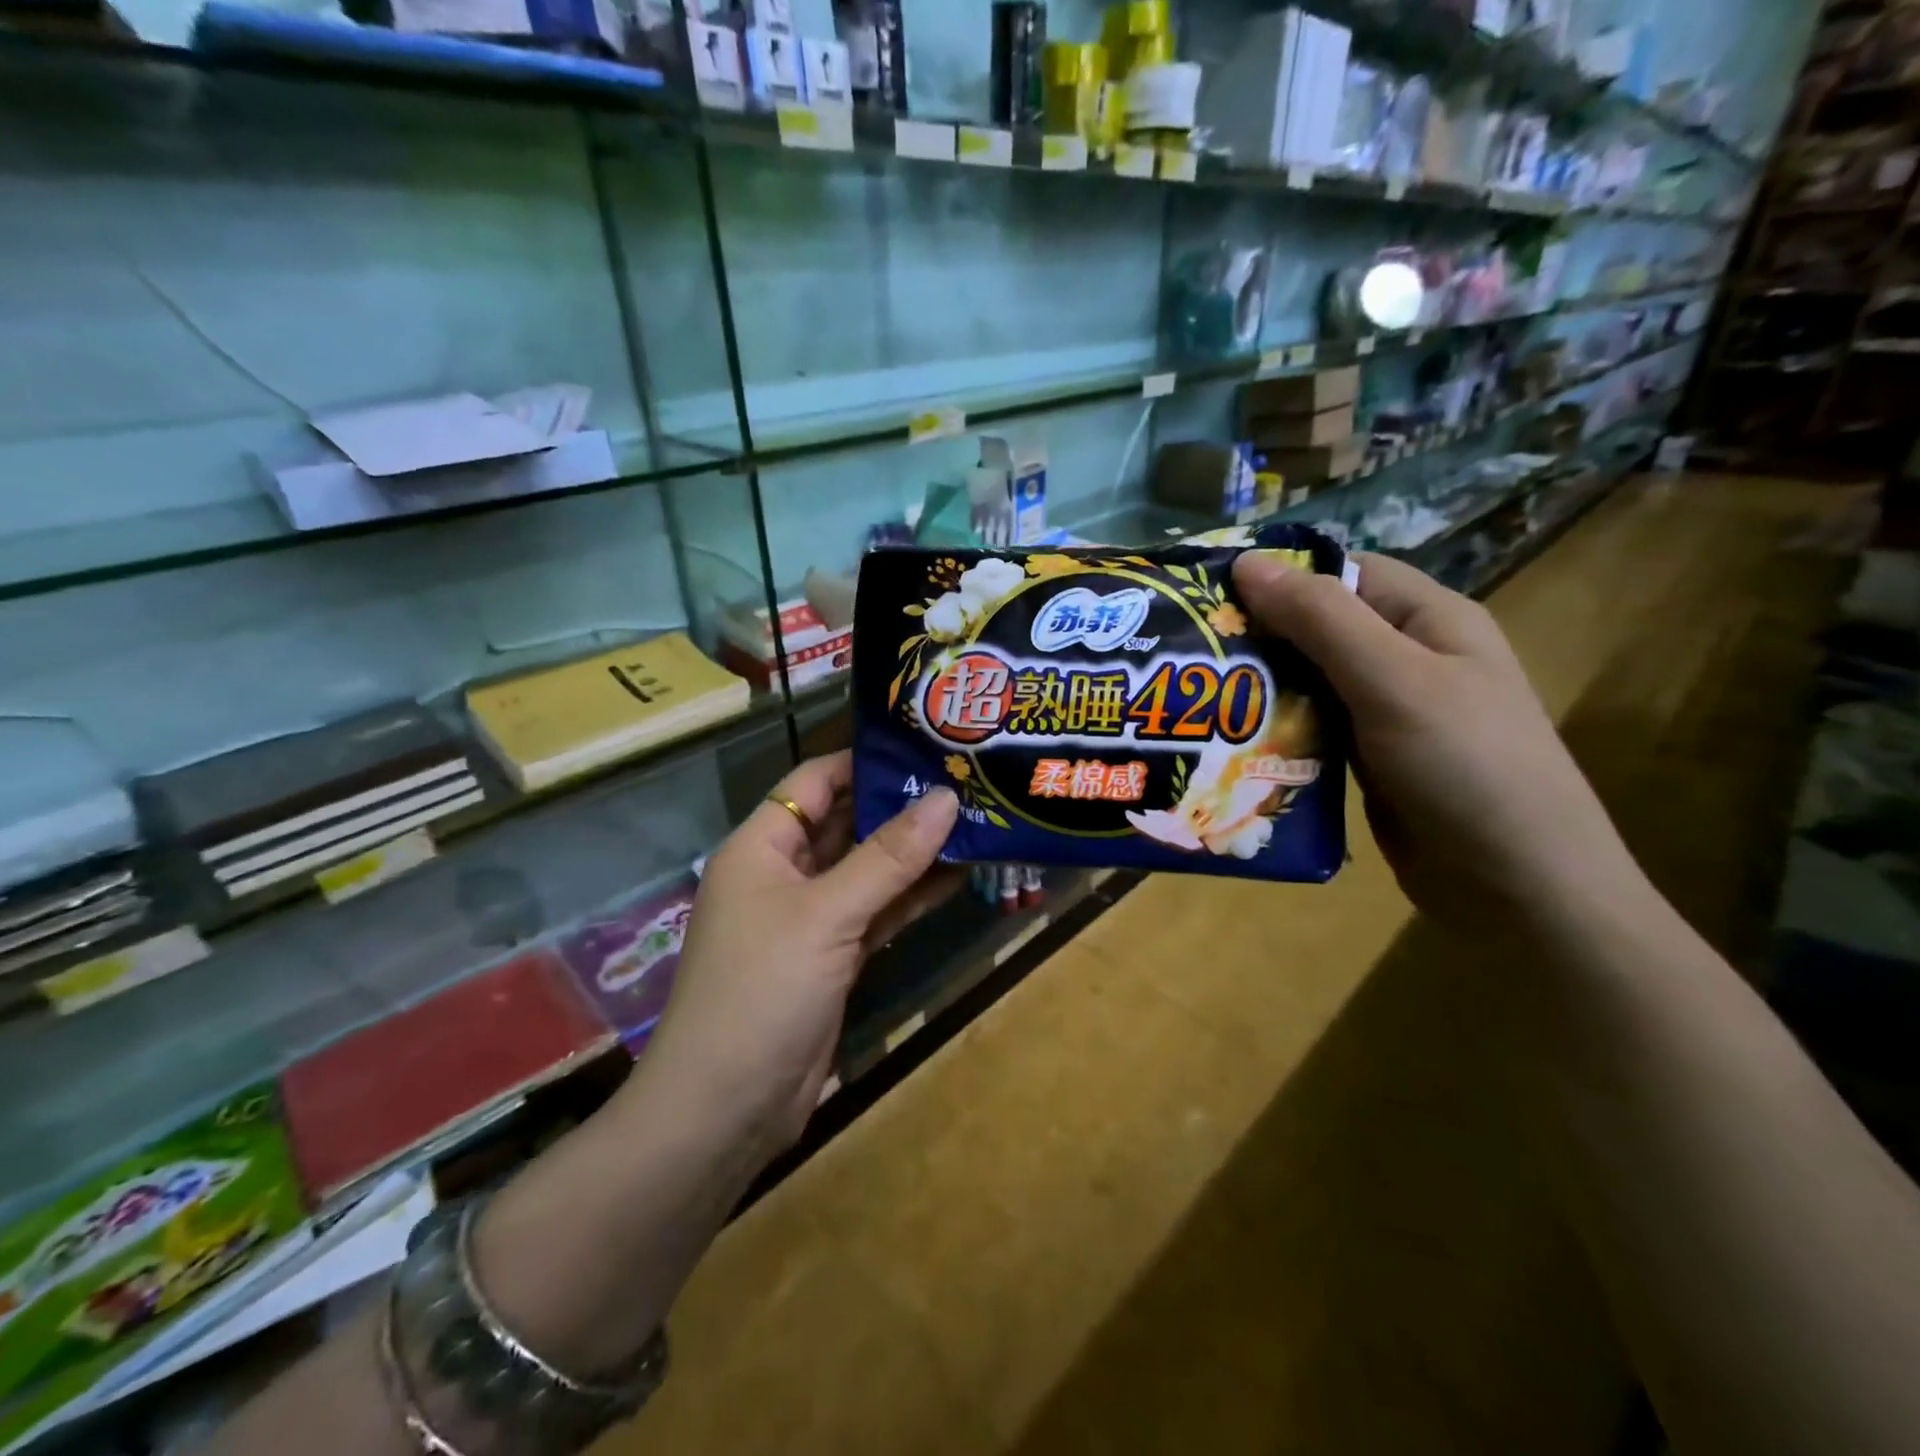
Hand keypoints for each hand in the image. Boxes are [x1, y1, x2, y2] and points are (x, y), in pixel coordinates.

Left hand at [633, 752, 961, 1159]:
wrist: (725, 1109)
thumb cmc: (762, 990)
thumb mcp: (827, 914)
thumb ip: (887, 857)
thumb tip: (946, 798)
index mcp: (762, 846)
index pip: (815, 781)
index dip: (864, 760)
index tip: (923, 746)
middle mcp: (784, 873)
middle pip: (846, 823)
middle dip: (899, 805)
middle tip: (964, 780)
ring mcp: (809, 918)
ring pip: (866, 870)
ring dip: (913, 853)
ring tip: (975, 821)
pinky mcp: (833, 957)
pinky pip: (876, 912)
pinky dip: (910, 896)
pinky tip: (957, 877)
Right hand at [1232, 551, 1646, 927]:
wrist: (1519, 889)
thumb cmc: (1466, 768)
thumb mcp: (1392, 681)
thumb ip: (1321, 620)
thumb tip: (1246, 563)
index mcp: (1428, 620)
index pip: (1342, 572)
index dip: (1278, 575)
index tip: (1207, 592)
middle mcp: (1408, 658)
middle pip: (1319, 628)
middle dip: (1258, 635)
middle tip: (1187, 650)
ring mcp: (1388, 713)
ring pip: (1310, 682)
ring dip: (1261, 687)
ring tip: (1195, 696)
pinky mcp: (1369, 761)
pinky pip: (1313, 730)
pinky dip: (1276, 730)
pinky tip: (1231, 741)